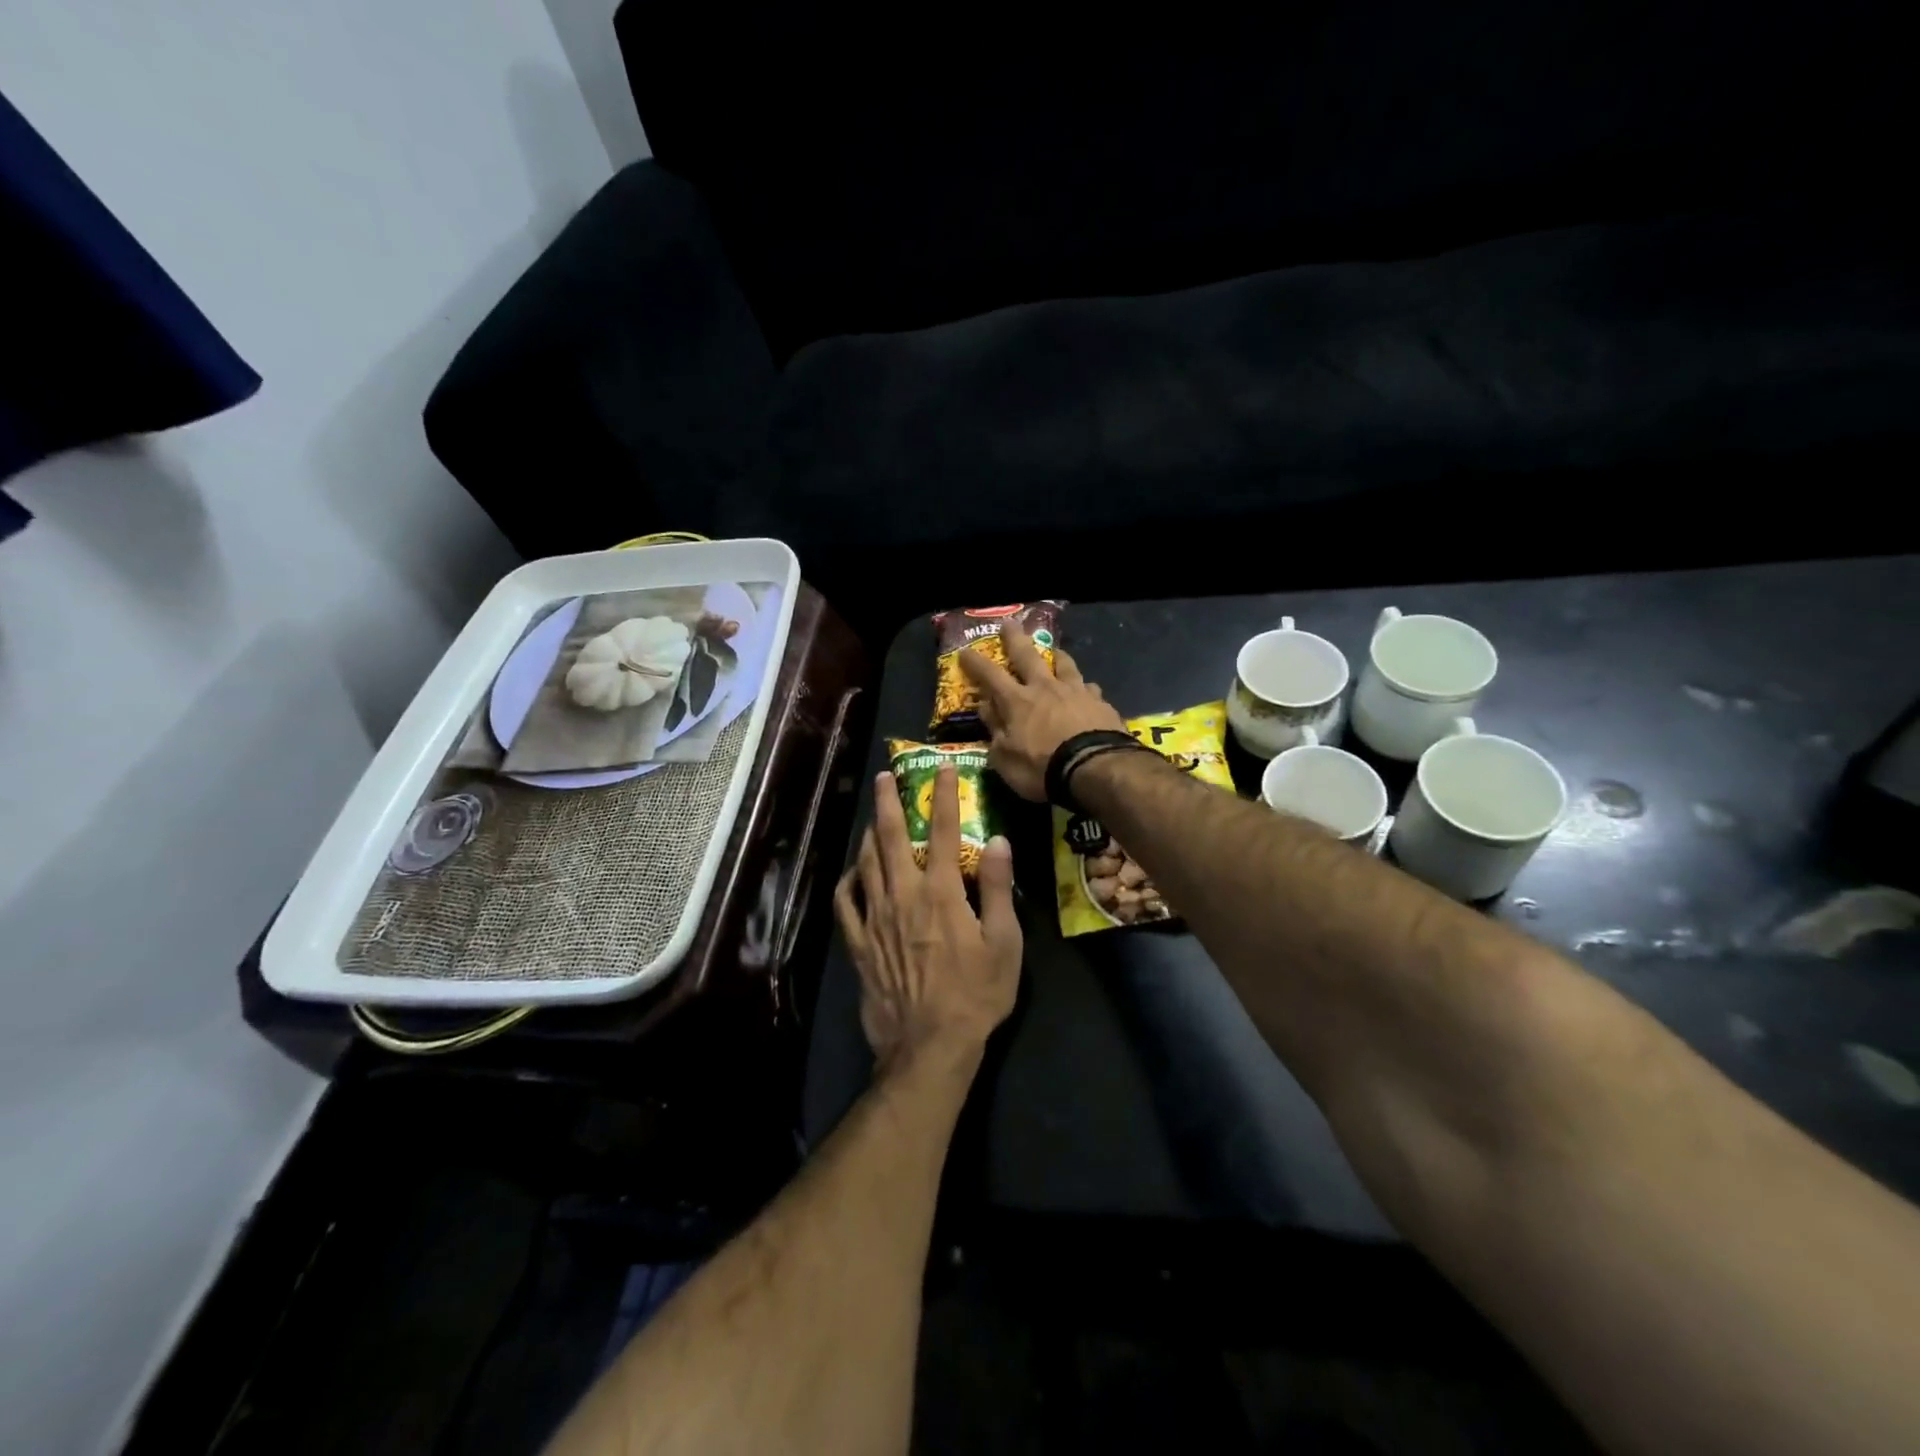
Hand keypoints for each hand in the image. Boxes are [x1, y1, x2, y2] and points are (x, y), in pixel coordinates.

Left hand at [834, 765, 1021, 1074]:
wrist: (929, 1046)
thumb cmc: (976, 995)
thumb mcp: (1004, 942)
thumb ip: (996, 888)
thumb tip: (996, 840)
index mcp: (939, 893)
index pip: (940, 831)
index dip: (942, 796)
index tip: (943, 768)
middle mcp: (902, 896)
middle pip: (889, 837)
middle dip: (888, 802)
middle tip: (885, 776)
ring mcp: (875, 919)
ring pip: (865, 863)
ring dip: (867, 833)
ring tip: (871, 814)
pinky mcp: (859, 944)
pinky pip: (845, 904)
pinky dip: (847, 881)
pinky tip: (852, 872)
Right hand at [957, 625, 1126, 800]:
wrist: (1096, 769)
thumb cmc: (1042, 768)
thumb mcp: (1005, 759)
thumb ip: (994, 731)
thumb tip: (986, 708)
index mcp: (1017, 702)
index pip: (990, 676)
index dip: (975, 663)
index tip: (964, 651)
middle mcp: (1045, 688)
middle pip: (1028, 656)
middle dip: (1015, 639)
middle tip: (1010, 623)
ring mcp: (1076, 692)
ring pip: (1065, 665)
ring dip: (1057, 656)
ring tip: (1055, 651)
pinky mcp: (1101, 703)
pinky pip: (1090, 688)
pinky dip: (1084, 688)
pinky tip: (1088, 691)